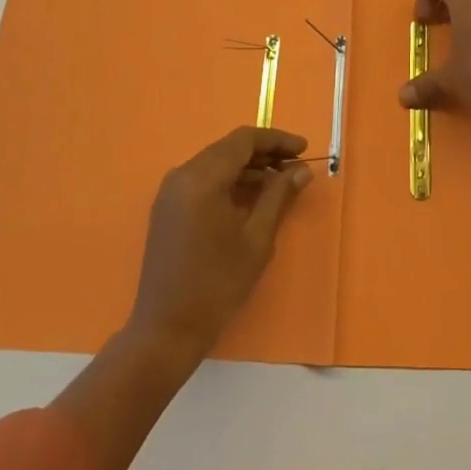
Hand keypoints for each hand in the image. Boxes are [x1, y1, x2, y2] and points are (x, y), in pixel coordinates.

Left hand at [128, 126, 311, 362]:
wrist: (166, 329)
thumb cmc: (217, 284)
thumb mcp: (256, 239)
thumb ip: (279, 196)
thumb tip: (302, 171)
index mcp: (202, 178)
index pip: (244, 140)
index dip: (276, 140)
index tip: (304, 149)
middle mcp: (182, 175)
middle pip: (229, 148)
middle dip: (264, 153)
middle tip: (296, 166)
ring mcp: (171, 190)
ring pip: (216, 162)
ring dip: (248, 167)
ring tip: (280, 181)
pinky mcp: (168, 206)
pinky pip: (203, 179)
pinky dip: (229, 180)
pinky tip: (252, 196)